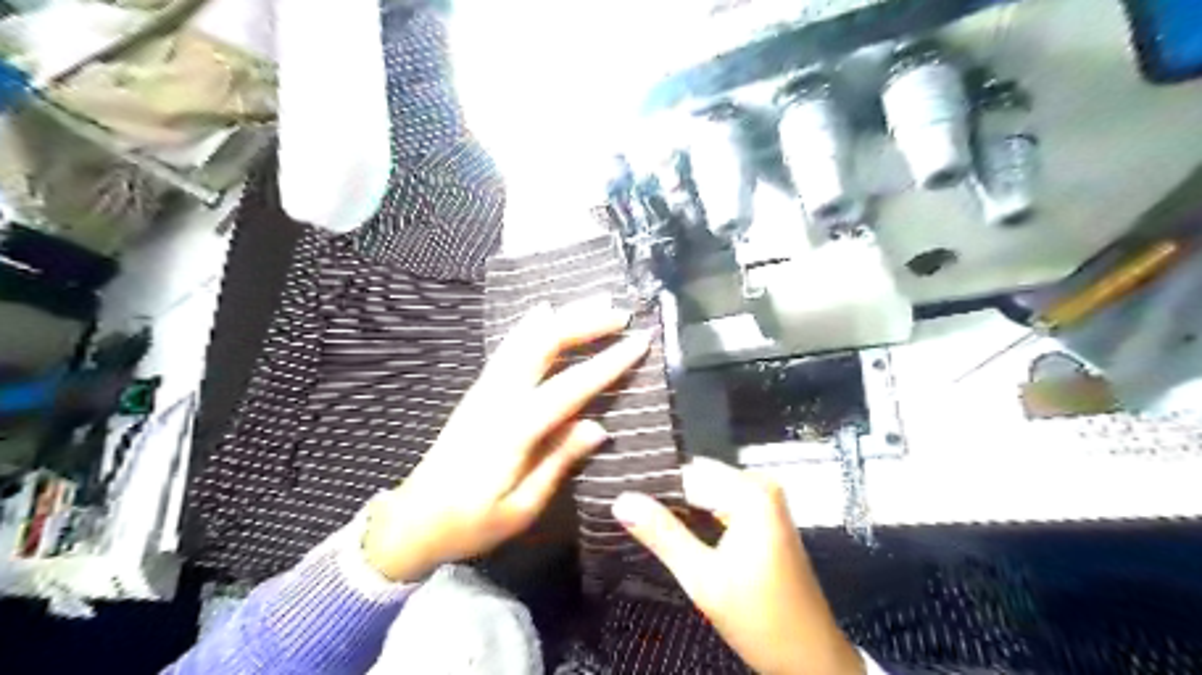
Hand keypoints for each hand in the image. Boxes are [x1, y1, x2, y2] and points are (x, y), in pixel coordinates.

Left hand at [365, 298, 653, 580]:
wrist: (412, 521)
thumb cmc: (470, 523)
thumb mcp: (520, 508)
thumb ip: (558, 462)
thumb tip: (599, 426)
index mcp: (513, 431)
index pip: (569, 388)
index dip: (607, 362)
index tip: (639, 341)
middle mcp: (497, 398)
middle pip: (542, 345)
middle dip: (584, 323)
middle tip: (620, 313)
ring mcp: (484, 390)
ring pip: (525, 339)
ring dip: (562, 317)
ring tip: (594, 301)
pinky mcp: (478, 391)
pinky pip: (508, 347)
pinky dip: (529, 325)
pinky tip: (542, 311)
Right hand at [614, 457, 859, 674]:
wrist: (811, 658)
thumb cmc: (760, 619)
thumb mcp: (703, 579)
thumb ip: (662, 534)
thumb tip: (621, 500)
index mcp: (750, 492)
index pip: (686, 475)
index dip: (651, 487)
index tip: (618, 496)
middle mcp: (760, 485)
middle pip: (698, 478)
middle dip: (664, 496)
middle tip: (626, 513)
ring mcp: (765, 500)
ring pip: (707, 490)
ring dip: (678, 507)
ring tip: (642, 521)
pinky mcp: (765, 515)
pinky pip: (721, 502)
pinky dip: (697, 515)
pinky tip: (673, 530)